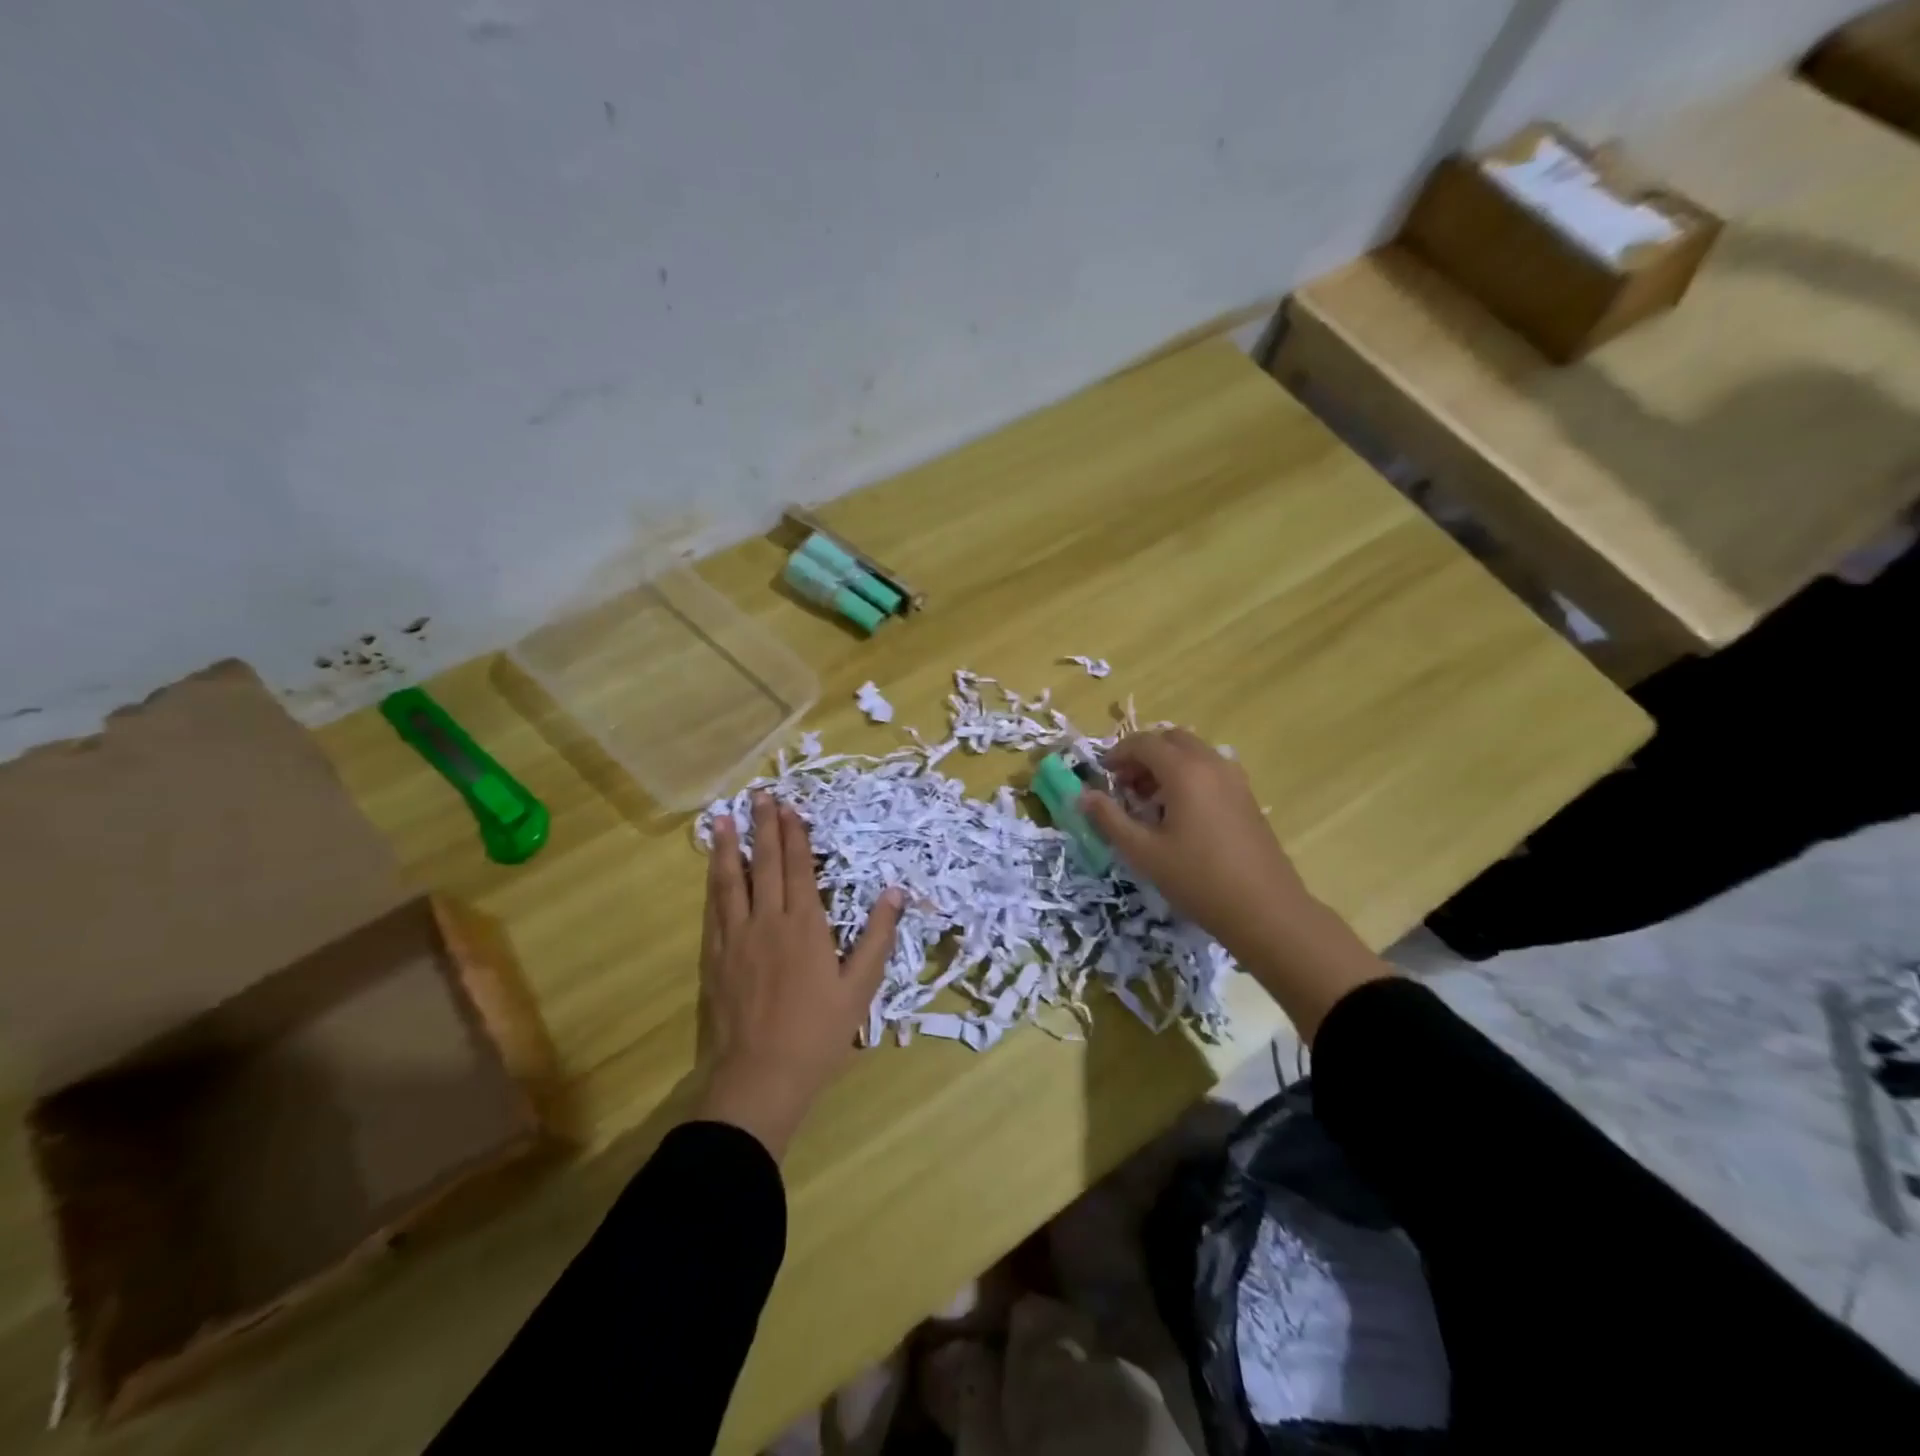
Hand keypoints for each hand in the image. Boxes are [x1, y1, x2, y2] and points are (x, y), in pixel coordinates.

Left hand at [695, 793, 903, 1158]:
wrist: (760, 1077)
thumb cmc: (818, 1033)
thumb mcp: (860, 988)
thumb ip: (877, 937)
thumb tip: (895, 892)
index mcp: (805, 926)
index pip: (798, 868)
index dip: (793, 835)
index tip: (788, 807)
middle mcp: (767, 921)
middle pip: (763, 865)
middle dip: (763, 828)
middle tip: (759, 796)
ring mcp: (735, 938)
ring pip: (730, 881)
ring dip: (727, 848)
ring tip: (722, 819)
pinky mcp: (713, 958)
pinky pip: (713, 910)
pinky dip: (712, 884)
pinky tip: (711, 871)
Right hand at [1081, 730, 1389, 1039]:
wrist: (1265, 910)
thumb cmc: (1197, 879)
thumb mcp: (1143, 852)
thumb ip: (1109, 819)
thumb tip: (1083, 796)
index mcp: (1184, 771)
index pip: (1144, 742)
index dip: (1118, 754)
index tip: (1103, 776)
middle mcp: (1212, 764)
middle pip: (1171, 739)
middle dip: (1144, 755)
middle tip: (1126, 785)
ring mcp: (1235, 779)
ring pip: (1194, 753)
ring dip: (1167, 765)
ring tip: (1150, 802)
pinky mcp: (1247, 797)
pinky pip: (1211, 770)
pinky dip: (1188, 776)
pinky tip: (1180, 815)